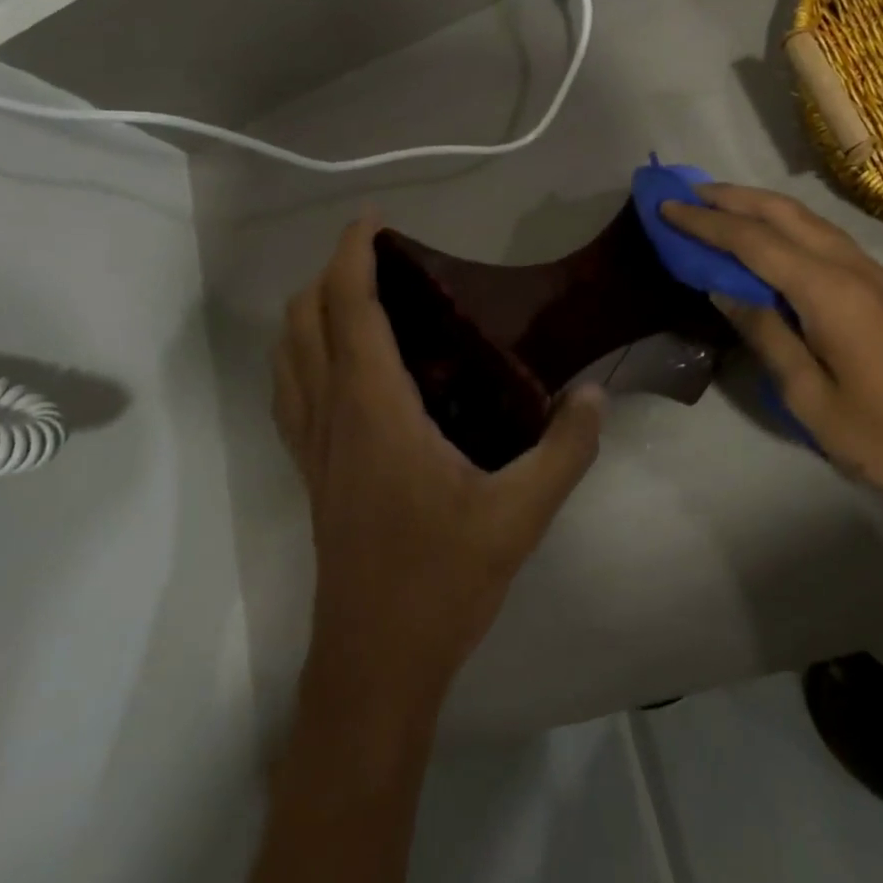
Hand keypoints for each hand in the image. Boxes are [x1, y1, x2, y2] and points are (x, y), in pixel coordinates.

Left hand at [271, 217, 607, 715]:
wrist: (374, 662)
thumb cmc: (440, 581)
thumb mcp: (519, 515)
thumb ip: (565, 450)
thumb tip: (594, 395)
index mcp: (374, 407)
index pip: (350, 306)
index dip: (354, 253)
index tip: (373, 219)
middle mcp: (331, 413)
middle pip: (305, 318)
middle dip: (331, 273)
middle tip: (381, 260)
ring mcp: (312, 444)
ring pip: (287, 353)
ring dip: (310, 311)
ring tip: (359, 299)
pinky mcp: (310, 472)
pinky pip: (290, 391)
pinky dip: (302, 355)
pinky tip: (340, 367)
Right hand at [661, 184, 882, 530]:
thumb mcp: (808, 396)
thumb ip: (765, 334)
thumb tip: (723, 289)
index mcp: (829, 293)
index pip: (754, 242)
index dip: (706, 223)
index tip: (667, 208)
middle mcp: (851, 268)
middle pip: (783, 214)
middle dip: (731, 198)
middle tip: (687, 194)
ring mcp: (872, 273)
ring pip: (807, 219)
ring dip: (759, 206)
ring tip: (718, 206)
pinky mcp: (882, 286)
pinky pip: (823, 237)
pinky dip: (785, 224)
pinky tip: (768, 237)